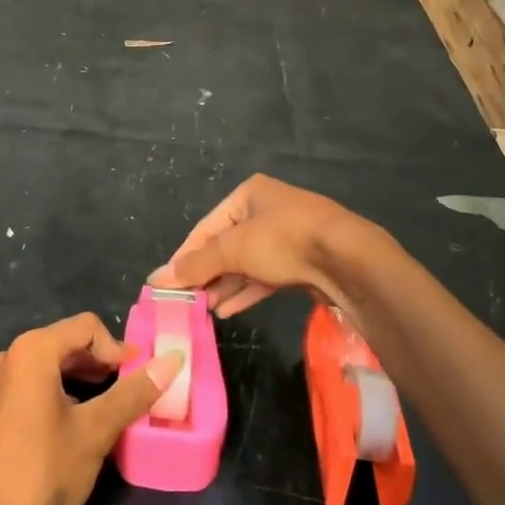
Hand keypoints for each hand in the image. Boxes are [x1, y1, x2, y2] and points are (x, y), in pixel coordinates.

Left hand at [0, 314, 182, 504]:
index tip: (139, 378)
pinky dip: (60, 393)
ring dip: (82, 380)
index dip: (118, 349)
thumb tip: (173, 360)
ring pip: (50, 365)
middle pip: (67, 342)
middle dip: (101, 364)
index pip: (87, 327)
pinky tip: (75, 425)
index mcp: (32, 350)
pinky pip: (33, 385)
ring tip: (108, 410)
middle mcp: (9, 356)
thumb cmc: (42, 473)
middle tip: (129, 394)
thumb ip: (133, 393)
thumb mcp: (95, 432)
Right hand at [148, 174, 366, 317]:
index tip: (167, 282)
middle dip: (206, 274)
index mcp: (249, 194)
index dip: (185, 256)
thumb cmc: (284, 240)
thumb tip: (156, 278)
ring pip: (246, 263)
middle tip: (187, 300)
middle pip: (226, 246)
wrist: (348, 260)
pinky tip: (227, 310)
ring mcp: (287, 238)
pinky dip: (246, 292)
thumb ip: (196, 265)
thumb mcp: (234, 249)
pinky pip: (265, 277)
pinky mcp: (301, 262)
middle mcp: (267, 211)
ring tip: (204, 309)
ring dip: (225, 286)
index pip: (206, 227)